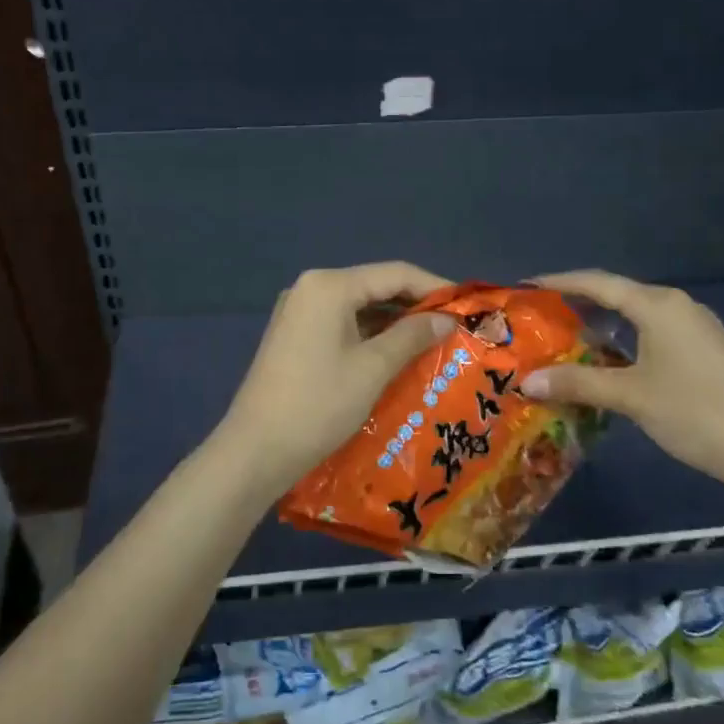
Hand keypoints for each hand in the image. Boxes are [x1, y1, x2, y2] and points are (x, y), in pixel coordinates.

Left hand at [218, 263, 453, 497]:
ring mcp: (298, 312)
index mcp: (329, 286)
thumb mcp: (373, 368)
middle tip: (453, 328)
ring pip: (359, 307)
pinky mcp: (294, 336)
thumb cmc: (319, 404)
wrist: (256, 450)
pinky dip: (370, 335)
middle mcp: (311, 288)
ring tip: (432, 342)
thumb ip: (412, 336)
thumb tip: (448, 319)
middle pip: (375, 286)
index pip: (394, 273)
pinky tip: (394, 354)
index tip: (467, 306)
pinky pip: (341, 324)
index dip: (434, 287)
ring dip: (394, 322)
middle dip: (415, 306)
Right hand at [518, 270, 723, 497]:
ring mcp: (696, 328)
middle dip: (578, 303)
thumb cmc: (695, 412)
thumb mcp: (630, 396)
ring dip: (602, 323)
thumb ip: (577, 383)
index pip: (598, 283)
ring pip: (637, 315)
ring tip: (566, 336)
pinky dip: (624, 339)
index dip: (560, 282)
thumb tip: (526, 381)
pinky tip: (609, 360)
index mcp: (658, 305)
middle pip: (618, 294)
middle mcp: (677, 306)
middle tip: (540, 315)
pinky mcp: (705, 350)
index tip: (526, 287)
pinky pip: (654, 332)